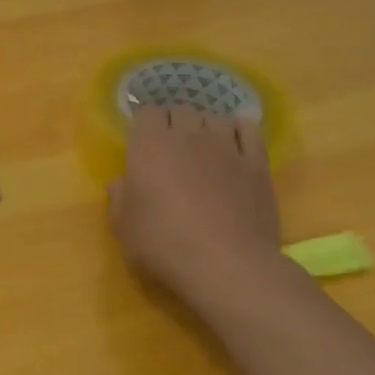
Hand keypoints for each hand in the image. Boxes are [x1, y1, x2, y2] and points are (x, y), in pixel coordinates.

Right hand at [108, 106, 285, 310]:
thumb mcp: (123, 226)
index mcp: (149, 145)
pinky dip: (240, 130)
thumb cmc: (163, 243)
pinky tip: (235, 142)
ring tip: (203, 147)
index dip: (144, 125)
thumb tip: (120, 182)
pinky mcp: (256, 163)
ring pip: (214, 117)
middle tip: (170, 149)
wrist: (225, 264)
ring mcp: (226, 146)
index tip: (142, 144)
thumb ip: (118, 197)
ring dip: (205, 127)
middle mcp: (187, 135)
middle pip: (180, 110)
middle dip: (173, 123)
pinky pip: (249, 130)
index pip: (146, 112)